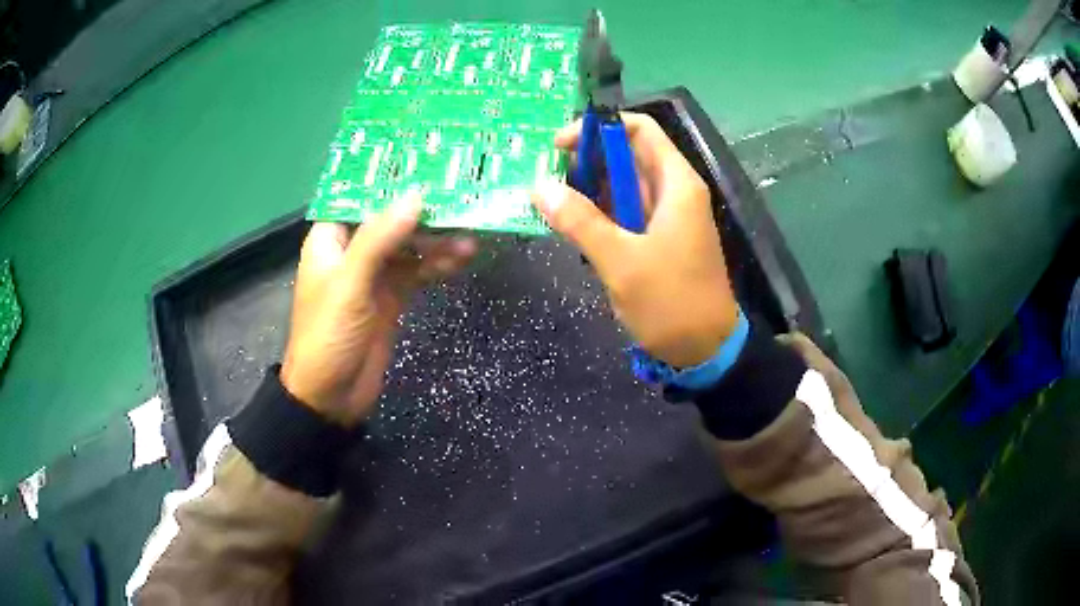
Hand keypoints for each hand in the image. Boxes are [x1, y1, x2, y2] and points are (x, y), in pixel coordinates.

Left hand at [281, 194, 475, 425]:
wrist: (332, 396)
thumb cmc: (328, 335)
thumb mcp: (350, 284)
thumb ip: (380, 239)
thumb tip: (416, 195)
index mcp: (331, 239)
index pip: (360, 197)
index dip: (390, 179)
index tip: (425, 162)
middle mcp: (353, 250)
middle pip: (391, 219)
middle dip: (423, 210)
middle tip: (461, 195)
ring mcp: (374, 275)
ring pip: (409, 245)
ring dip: (437, 240)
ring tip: (471, 234)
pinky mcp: (392, 296)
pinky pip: (418, 271)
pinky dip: (438, 265)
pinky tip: (462, 259)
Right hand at [531, 113, 737, 367]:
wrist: (705, 350)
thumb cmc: (670, 302)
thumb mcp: (621, 260)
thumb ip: (580, 220)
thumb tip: (539, 186)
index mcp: (676, 184)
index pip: (639, 130)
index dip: (599, 128)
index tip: (560, 145)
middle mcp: (674, 191)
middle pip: (628, 155)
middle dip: (586, 159)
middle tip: (544, 176)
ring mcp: (667, 216)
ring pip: (624, 185)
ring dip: (588, 187)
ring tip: (548, 198)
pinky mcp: (659, 239)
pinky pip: (626, 212)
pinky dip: (599, 212)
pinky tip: (571, 223)